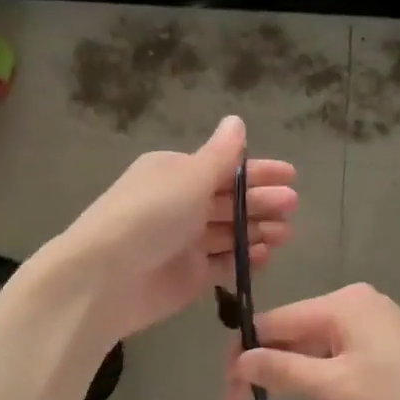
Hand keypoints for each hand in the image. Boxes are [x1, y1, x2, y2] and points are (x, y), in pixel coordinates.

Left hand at [45, 116, 296, 339]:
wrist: (107, 277)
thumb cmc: (150, 215)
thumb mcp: (188, 176)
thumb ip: (220, 154)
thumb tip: (236, 121)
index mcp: (176, 173)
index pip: (225, 168)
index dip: (259, 171)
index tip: (292, 176)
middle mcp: (181, 204)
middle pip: (231, 200)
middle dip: (262, 202)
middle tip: (291, 206)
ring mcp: (185, 242)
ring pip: (231, 232)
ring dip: (258, 229)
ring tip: (285, 233)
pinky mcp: (190, 275)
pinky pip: (224, 263)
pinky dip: (245, 259)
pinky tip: (265, 256)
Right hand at [226, 283, 399, 399]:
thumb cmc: (398, 399)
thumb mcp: (333, 387)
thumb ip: (282, 369)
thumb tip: (238, 358)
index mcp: (339, 303)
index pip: (273, 322)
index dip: (245, 356)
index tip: (230, 395)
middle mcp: (355, 301)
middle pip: (294, 329)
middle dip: (270, 365)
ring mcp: (376, 319)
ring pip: (317, 342)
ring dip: (296, 370)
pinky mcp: (390, 339)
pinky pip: (340, 349)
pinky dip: (323, 371)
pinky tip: (324, 395)